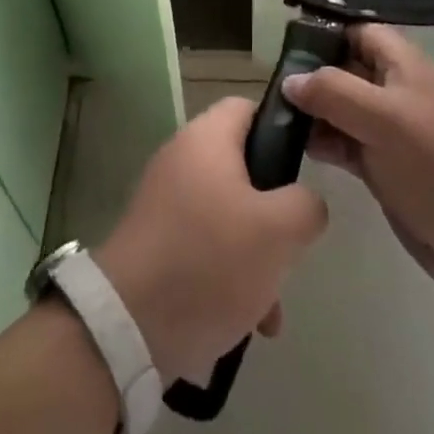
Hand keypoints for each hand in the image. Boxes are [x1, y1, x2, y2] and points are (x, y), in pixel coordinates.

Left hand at [95, 98, 328, 384]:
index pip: (248, 107)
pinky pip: (204, 248)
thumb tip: (305, 202)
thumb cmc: (209, 260)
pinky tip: (245, 323)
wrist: (128, 326)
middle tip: (291, 246)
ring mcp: (165, 203)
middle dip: (274, 213)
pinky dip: (228, 277)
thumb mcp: (278, 231)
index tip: (305, 166)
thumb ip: (305, 205)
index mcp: (206, 139)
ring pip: (228, 216)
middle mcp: (182, 160)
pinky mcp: (156, 243)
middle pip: (244, 169)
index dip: (280, 128)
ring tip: (271, 308)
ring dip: (256, 257)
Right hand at [282, 24, 433, 303]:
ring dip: (311, 110)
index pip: (359, 32)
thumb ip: (333, 92)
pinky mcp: (382, 164)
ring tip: (274, 117)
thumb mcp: (383, 119)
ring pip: (341, 106)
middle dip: (311, 74)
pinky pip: (344, 141)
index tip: (286, 45)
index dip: (326, 33)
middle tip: (270, 85)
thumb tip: (290, 80)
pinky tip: (294, 147)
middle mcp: (395, 90)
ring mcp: (389, 129)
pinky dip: (321, 141)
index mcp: (404, 65)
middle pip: (345, 68)